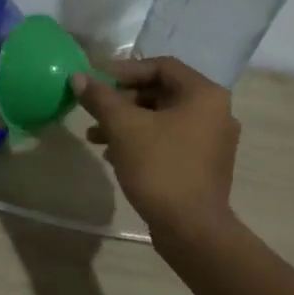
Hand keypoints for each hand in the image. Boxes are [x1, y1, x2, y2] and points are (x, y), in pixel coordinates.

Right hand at [73, 57, 239, 240]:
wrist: (191, 228)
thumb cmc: (160, 167)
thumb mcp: (123, 127)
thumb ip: (100, 98)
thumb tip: (78, 77)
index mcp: (204, 94)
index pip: (161, 66)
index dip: (124, 70)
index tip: (96, 81)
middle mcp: (215, 112)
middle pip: (161, 92)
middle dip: (122, 100)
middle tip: (94, 110)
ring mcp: (212, 140)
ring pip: (162, 118)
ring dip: (127, 122)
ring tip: (95, 137)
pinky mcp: (203, 164)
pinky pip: (169, 140)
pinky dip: (142, 141)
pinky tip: (114, 155)